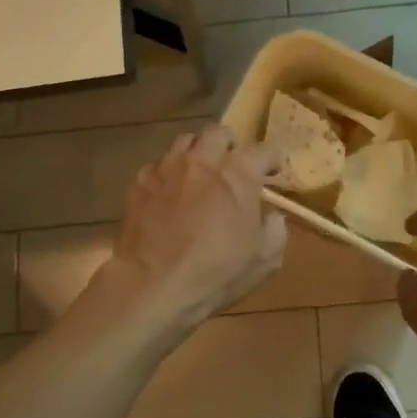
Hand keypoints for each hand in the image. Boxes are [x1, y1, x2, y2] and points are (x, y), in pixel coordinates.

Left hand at [105, 125, 286, 333]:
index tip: (273, 173)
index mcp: (240, 172)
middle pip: (219, 133)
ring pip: (186, 141)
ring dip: (198, 153)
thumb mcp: (265, 259)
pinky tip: (169, 195)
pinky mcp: (140, 181)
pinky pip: (159, 165)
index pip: (265, 150)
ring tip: (199, 174)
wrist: (153, 285)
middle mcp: (204, 158)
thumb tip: (271, 216)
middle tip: (232, 166)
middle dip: (230, 145)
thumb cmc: (216, 272)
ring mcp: (169, 166)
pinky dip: (169, 174)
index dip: (272, 160)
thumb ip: (275, 229)